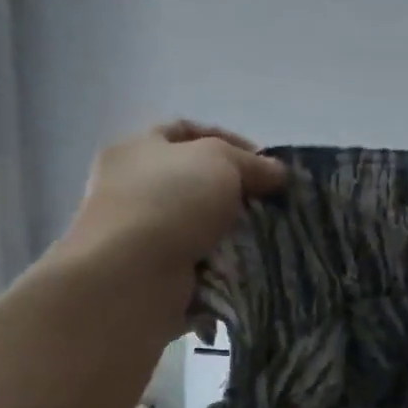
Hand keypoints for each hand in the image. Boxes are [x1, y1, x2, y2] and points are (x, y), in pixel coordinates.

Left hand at [46, 121, 286, 319]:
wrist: (132, 276)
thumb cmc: (172, 202)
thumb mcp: (220, 161)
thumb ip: (251, 162)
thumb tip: (277, 172)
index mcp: (136, 149)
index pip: (186, 132)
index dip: (228, 140)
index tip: (265, 162)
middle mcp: (130, 187)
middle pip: (193, 180)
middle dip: (234, 190)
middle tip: (269, 201)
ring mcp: (138, 233)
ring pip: (198, 224)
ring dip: (229, 230)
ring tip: (264, 236)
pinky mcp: (150, 272)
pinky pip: (197, 262)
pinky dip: (220, 264)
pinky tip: (245, 266)